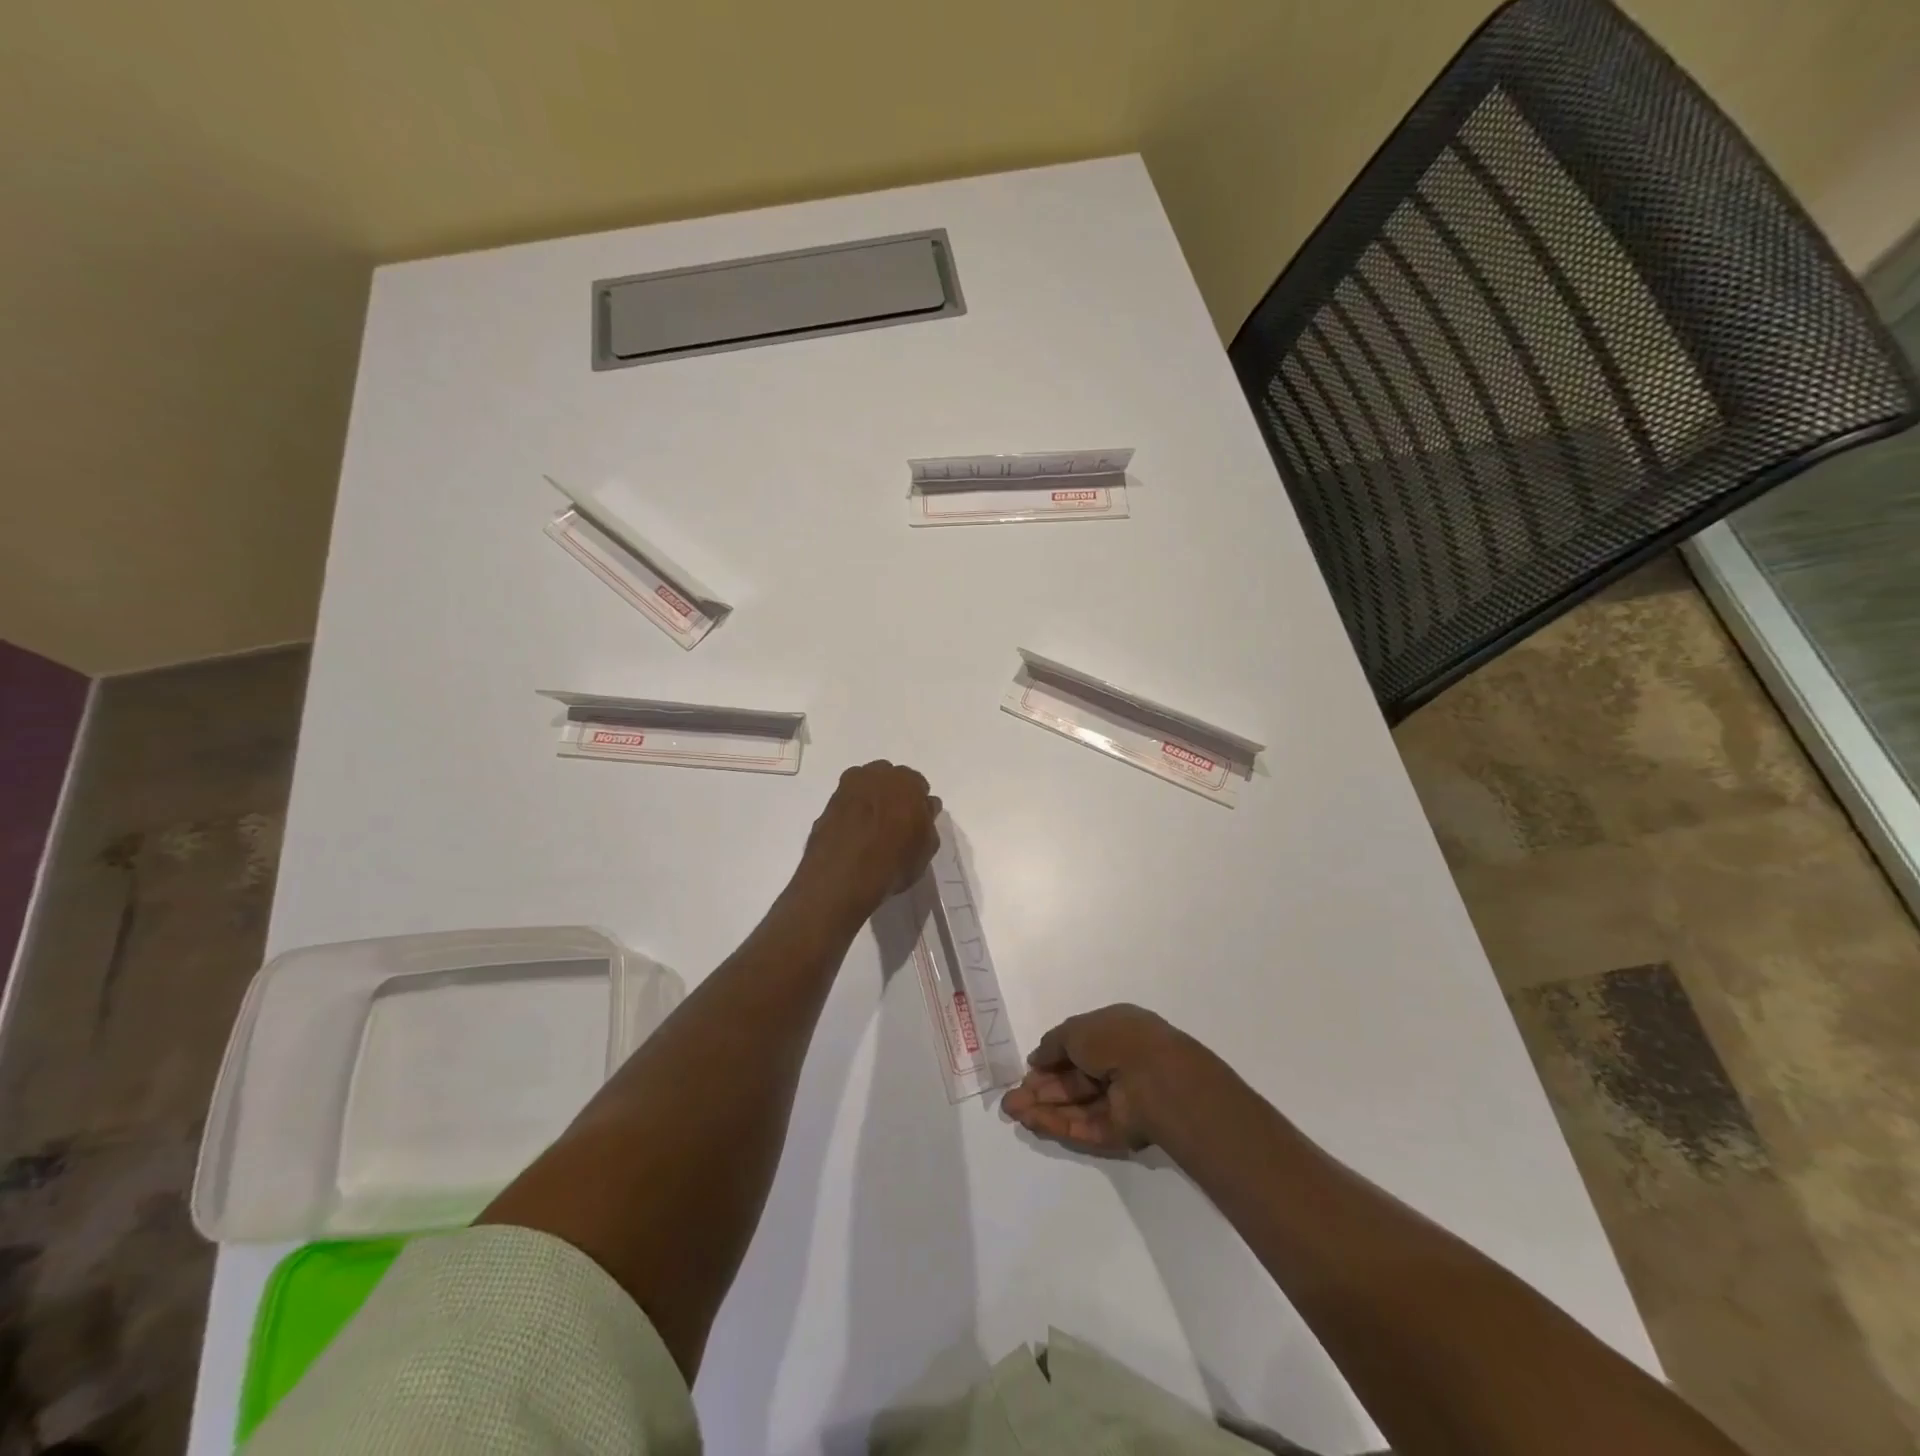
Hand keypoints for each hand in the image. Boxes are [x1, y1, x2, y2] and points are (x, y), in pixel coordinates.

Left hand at [794, 761, 941, 920]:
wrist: (842, 876)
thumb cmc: (894, 861)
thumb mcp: (926, 847)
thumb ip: (928, 821)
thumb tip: (925, 807)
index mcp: (907, 781)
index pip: (918, 785)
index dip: (917, 803)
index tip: (916, 821)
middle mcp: (876, 775)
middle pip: (888, 779)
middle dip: (892, 795)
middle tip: (894, 821)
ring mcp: (847, 788)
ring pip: (864, 787)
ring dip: (869, 800)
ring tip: (871, 828)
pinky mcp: (827, 805)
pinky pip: (846, 804)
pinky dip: (850, 813)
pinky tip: (853, 835)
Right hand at [1001, 1004, 1226, 1155]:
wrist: (1154, 1078)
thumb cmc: (1116, 1040)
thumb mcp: (1077, 1029)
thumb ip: (1053, 1044)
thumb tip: (1036, 1058)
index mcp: (1114, 1033)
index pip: (1078, 1047)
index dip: (1051, 1059)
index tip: (1028, 1069)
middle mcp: (1118, 1065)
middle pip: (1073, 1080)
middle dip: (1041, 1088)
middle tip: (1011, 1097)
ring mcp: (1119, 1100)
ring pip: (1075, 1105)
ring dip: (1043, 1107)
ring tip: (1010, 1111)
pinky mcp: (1119, 1132)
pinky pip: (1084, 1126)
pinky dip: (1057, 1124)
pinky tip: (1030, 1122)